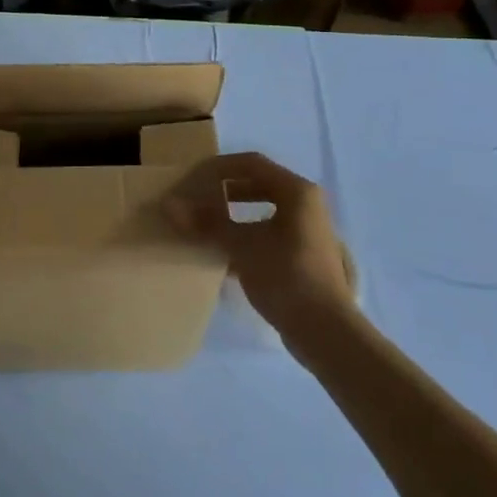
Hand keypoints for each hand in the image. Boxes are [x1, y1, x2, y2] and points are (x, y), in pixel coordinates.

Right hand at [166, 153, 354, 333]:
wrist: (326, 332)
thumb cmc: (286, 276)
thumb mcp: (242, 246)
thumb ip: (207, 223)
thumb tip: (170, 205)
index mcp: (296, 191)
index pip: (251, 163)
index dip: (218, 168)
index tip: (191, 179)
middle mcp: (306, 204)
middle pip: (257, 184)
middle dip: (223, 190)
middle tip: (196, 200)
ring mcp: (306, 231)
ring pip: (262, 210)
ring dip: (232, 214)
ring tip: (204, 225)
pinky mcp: (303, 255)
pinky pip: (268, 233)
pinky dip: (244, 236)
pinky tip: (222, 253)